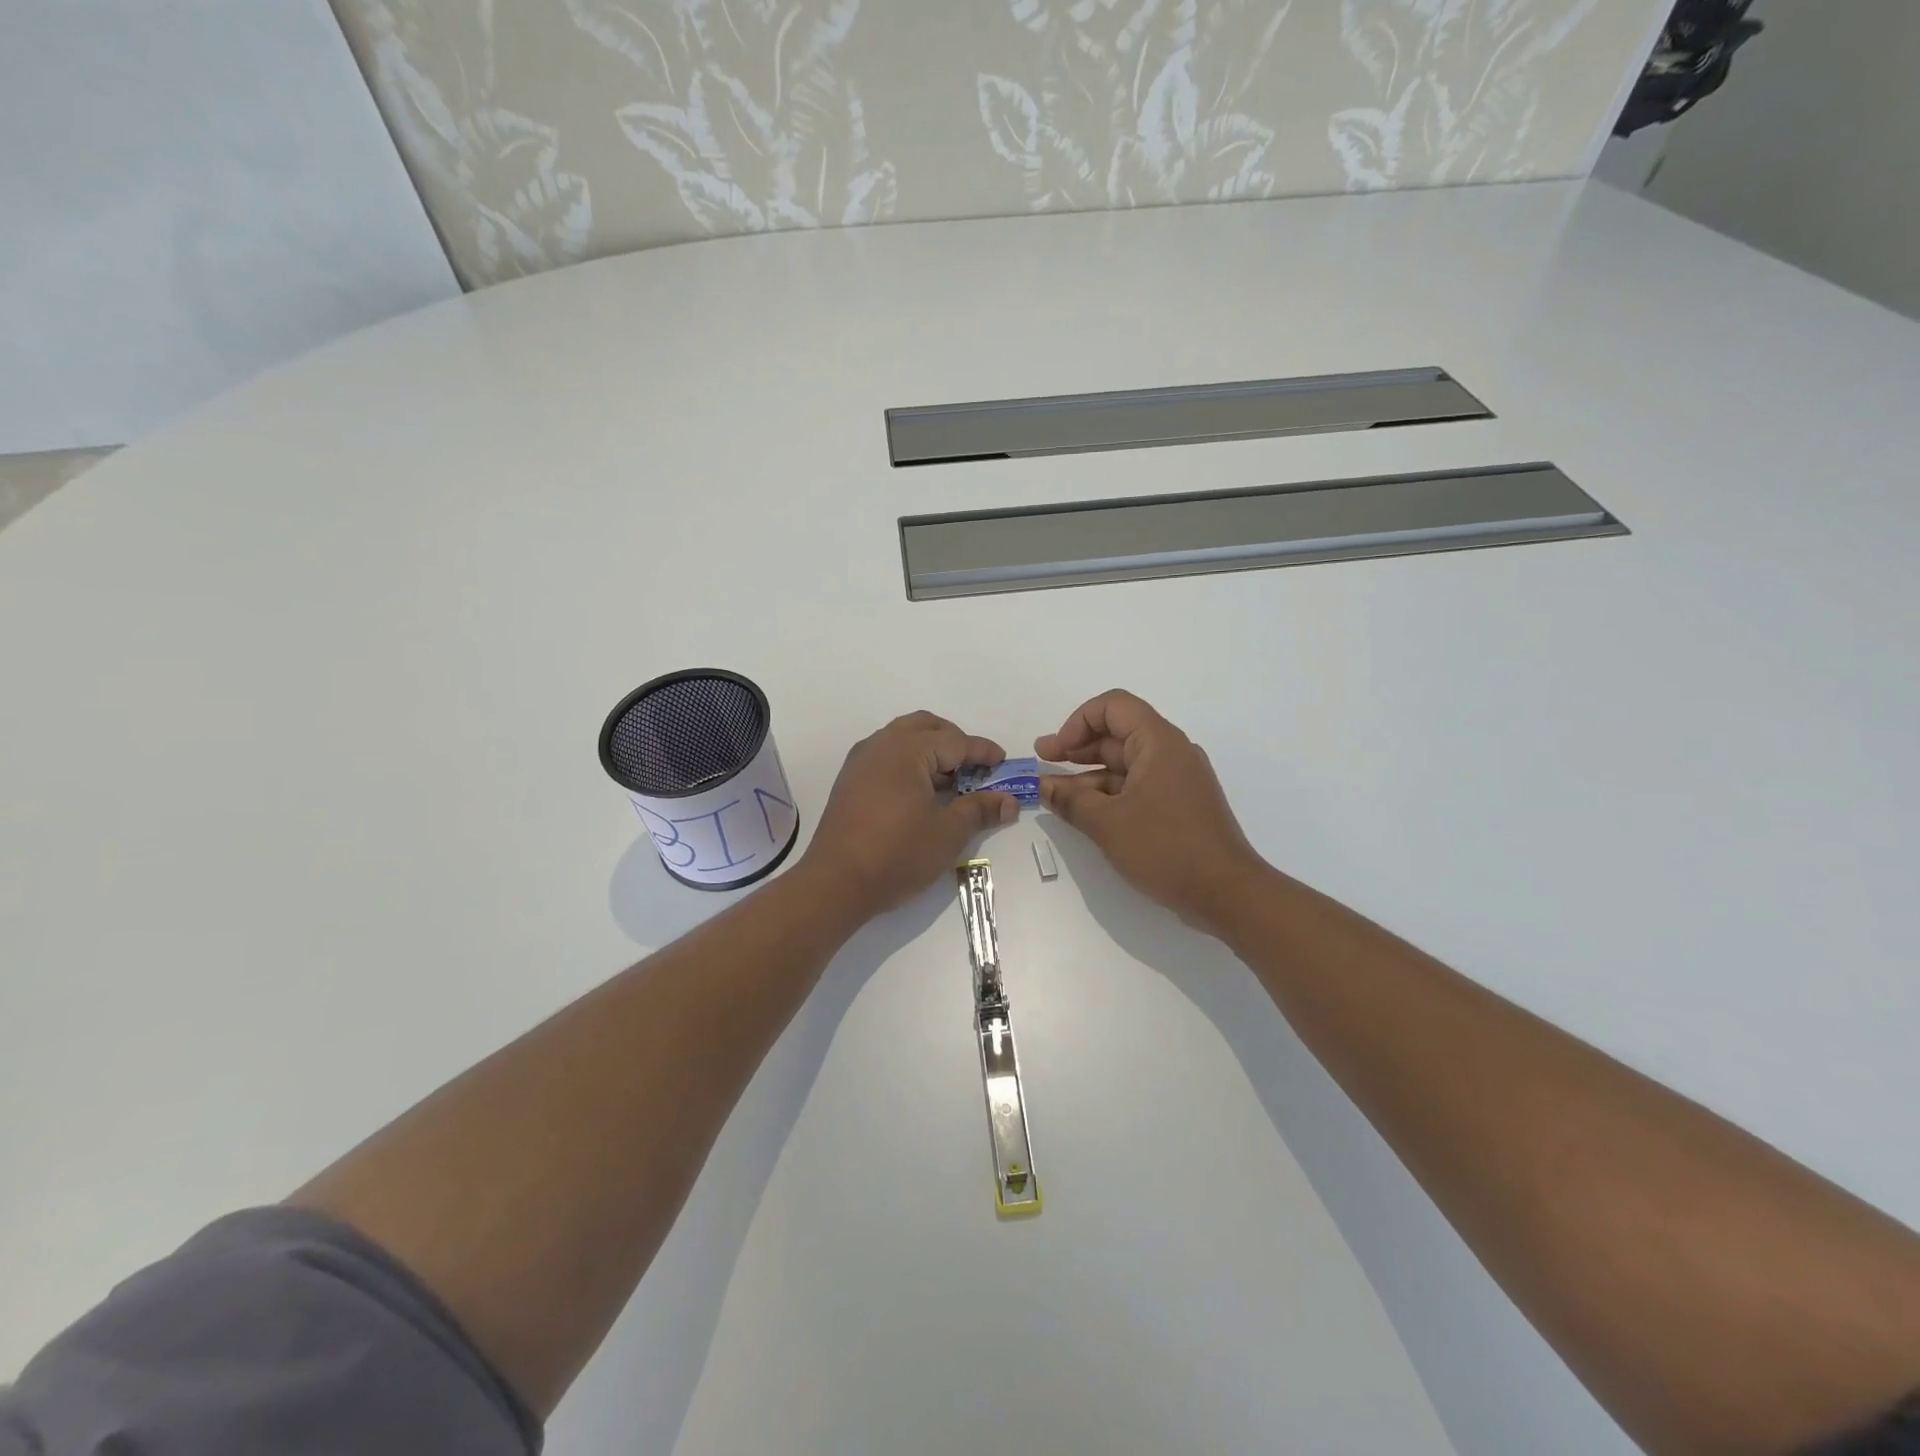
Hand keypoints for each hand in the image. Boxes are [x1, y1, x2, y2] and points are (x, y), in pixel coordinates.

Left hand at [800, 711, 1017, 921]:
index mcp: (907, 750)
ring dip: (929, 750)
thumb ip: (980, 810)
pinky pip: (885, 756)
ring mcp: (860, 762)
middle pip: (925, 727)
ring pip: (902, 738)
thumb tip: (1009, 801)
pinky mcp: (849, 781)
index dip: (983, 752)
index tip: (1004, 762)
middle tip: (976, 767)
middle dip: (954, 741)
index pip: (955, 741)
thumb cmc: (898, 854)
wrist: (836, 883)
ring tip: (949, 780)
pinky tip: (920, 792)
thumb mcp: (948, 833)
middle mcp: (881, 745)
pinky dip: (908, 762)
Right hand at [1037, 690, 1267, 936]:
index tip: (1055, 751)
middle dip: (1076, 747)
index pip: (1113, 706)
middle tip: (1041, 762)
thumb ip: (1071, 801)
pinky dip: (1108, 794)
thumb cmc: (1166, 848)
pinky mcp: (1178, 806)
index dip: (1077, 722)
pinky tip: (1083, 812)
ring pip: (1124, 765)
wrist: (1227, 894)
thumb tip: (1044, 787)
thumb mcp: (1108, 824)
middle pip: (1116, 734)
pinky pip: (1136, 787)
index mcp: (1158, 742)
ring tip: (1053, 795)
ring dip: (1087, 776)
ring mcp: (1177, 780)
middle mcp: (1170, 752)